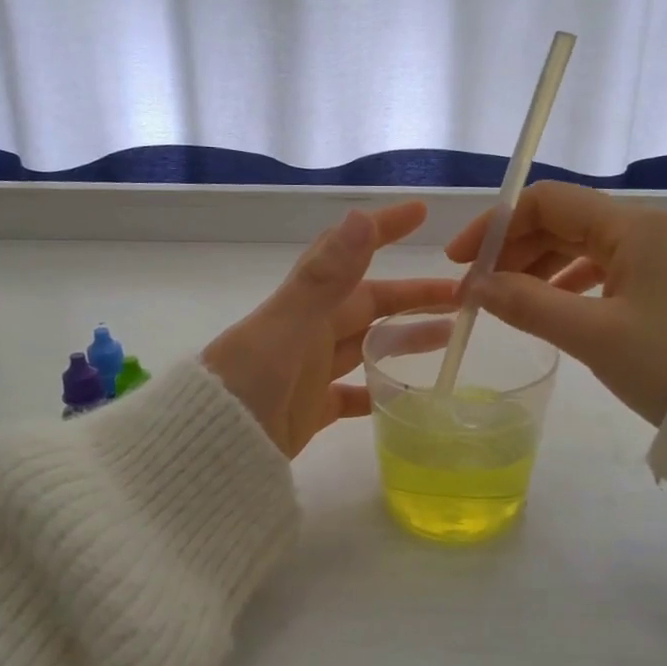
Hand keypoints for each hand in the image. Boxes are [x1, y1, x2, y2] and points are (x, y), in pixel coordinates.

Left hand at [204, 202, 455, 457]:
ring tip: (449, 336)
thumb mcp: (286, 329)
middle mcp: (309, 333)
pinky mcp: (311, 410)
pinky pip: (354, 395)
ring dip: (405, 338)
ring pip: (367, 345)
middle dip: (412, 295)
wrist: (206, 453)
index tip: (420, 213)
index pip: (349, 254)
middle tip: (460, 295)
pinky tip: (409, 395)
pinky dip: (380, 392)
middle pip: (369, 304)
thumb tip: (360, 218)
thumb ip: (325, 279)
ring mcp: (311, 372)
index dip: (382, 230)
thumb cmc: (244, 386)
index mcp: (304, 306)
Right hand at [445, 181, 666, 425]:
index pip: (547, 202)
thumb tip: (476, 286)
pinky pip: (605, 271)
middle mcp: (648, 229)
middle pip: (564, 222)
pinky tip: (551, 308)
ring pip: (583, 247)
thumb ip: (527, 305)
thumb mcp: (593, 335)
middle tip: (478, 290)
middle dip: (514, 250)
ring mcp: (661, 257)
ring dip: (538, 269)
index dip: (496, 225)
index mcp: (633, 227)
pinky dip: (569, 285)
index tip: (461, 262)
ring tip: (506, 302)